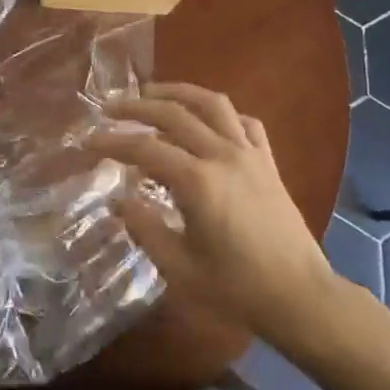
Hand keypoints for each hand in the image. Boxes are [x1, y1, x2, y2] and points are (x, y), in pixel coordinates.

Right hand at [97, 83, 337, 346]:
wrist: (299, 296)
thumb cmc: (236, 289)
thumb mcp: (180, 268)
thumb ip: (145, 229)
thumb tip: (118, 201)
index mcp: (198, 182)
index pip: (146, 149)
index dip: (114, 142)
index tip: (90, 141)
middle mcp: (223, 155)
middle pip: (175, 114)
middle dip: (138, 107)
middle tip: (111, 107)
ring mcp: (250, 153)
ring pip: (212, 104)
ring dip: (179, 93)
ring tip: (154, 93)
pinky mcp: (268, 161)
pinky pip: (244, 121)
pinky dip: (221, 114)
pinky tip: (208, 121)